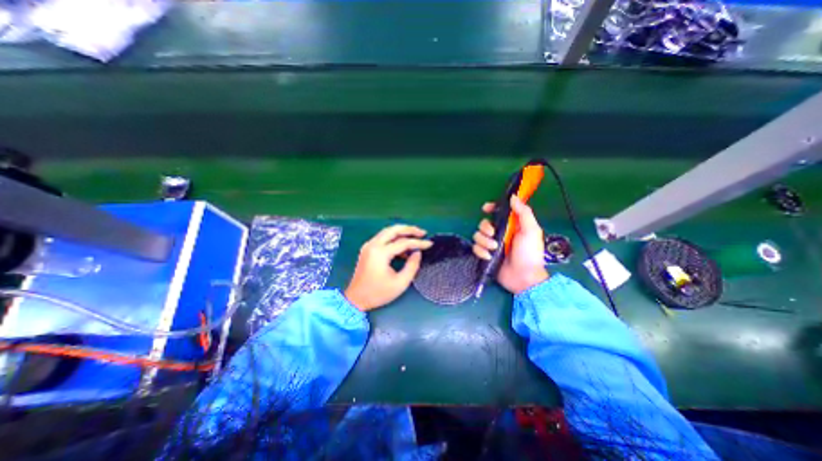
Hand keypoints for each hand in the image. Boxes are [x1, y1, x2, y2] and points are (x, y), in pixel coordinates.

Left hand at [344, 225, 432, 310]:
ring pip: (387, 232)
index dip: (418, 243)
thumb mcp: (400, 283)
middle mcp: (373, 245)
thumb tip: (417, 253)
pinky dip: (394, 239)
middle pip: (393, 229)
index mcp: (380, 253)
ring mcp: (369, 246)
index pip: (403, 242)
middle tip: (422, 233)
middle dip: (409, 229)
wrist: (355, 299)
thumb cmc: (378, 293)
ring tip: (416, 237)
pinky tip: (404, 248)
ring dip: (402, 232)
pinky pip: (383, 238)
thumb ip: (412, 266)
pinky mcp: (368, 249)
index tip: (430, 244)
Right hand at [473, 195, 546, 294]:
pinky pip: (475, 248)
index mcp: (511, 225)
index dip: (491, 208)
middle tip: (493, 234)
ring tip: (494, 249)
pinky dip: (480, 252)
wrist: (524, 278)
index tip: (486, 208)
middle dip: (486, 227)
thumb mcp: (531, 231)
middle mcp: (500, 233)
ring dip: (484, 241)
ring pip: (477, 235)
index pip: (498, 212)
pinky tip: (489, 257)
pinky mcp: (485, 255)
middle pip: (484, 223)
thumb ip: (524, 213)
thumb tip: (513, 197)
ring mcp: (491, 244)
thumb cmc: (530, 253)